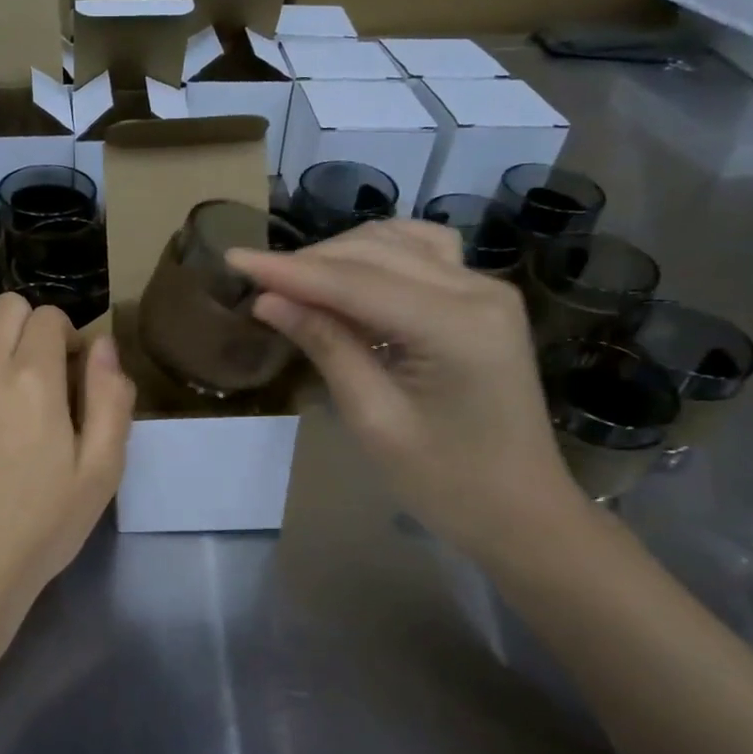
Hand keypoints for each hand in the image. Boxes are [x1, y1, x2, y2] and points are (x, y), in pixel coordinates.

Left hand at [0, 293, 135, 668]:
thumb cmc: (38, 528)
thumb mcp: (100, 472)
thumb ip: (110, 399)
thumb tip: (103, 344)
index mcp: (32, 379)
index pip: (49, 316)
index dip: (65, 338)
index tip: (67, 374)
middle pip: (5, 307)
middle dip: (26, 330)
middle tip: (32, 378)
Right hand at [227, 220, 587, 558]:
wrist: (521, 511)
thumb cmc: (446, 482)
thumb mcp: (374, 419)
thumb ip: (326, 347)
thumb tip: (268, 301)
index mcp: (456, 325)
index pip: (354, 282)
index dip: (288, 270)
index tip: (232, 258)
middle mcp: (478, 289)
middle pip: (375, 252)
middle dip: (309, 262)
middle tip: (255, 281)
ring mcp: (485, 289)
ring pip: (397, 242)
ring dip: (340, 255)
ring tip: (293, 282)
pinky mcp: (482, 300)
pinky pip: (421, 255)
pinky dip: (376, 257)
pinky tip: (346, 276)